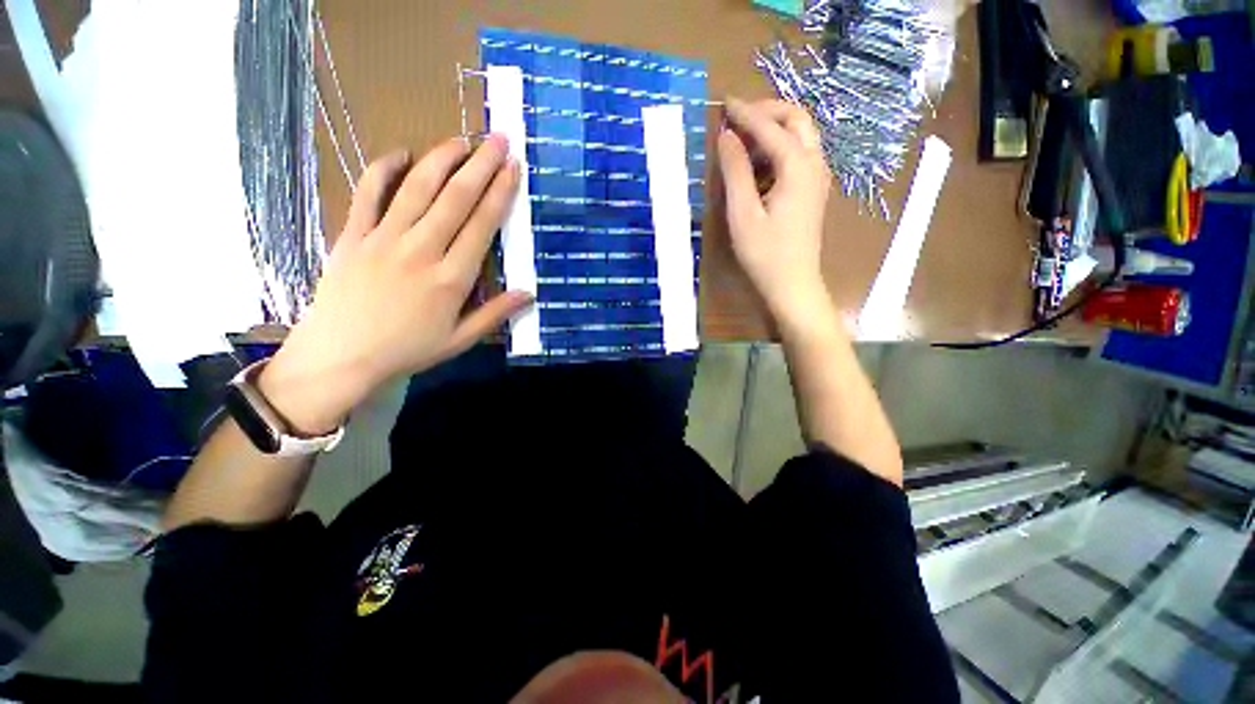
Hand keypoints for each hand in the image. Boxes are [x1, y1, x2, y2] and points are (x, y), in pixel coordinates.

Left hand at [258, 135, 530, 434]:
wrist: (340, 357)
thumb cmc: (406, 350)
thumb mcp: (460, 340)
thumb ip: (495, 314)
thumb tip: (529, 293)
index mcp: (452, 279)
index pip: (482, 226)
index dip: (500, 193)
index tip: (513, 169)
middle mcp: (422, 250)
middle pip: (456, 199)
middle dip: (480, 166)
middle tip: (497, 139)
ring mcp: (384, 239)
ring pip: (417, 189)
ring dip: (441, 159)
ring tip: (461, 140)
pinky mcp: (353, 235)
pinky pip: (368, 193)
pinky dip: (384, 169)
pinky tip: (401, 153)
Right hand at [718, 98, 832, 331]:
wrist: (793, 284)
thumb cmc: (765, 254)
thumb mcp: (743, 213)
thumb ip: (736, 171)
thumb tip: (726, 137)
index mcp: (797, 166)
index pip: (770, 126)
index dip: (745, 113)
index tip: (723, 103)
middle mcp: (814, 163)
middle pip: (796, 118)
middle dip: (766, 111)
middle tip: (736, 119)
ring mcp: (817, 177)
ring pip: (800, 135)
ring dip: (773, 129)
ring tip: (742, 142)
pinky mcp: (813, 191)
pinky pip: (799, 155)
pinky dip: (778, 149)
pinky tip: (758, 167)